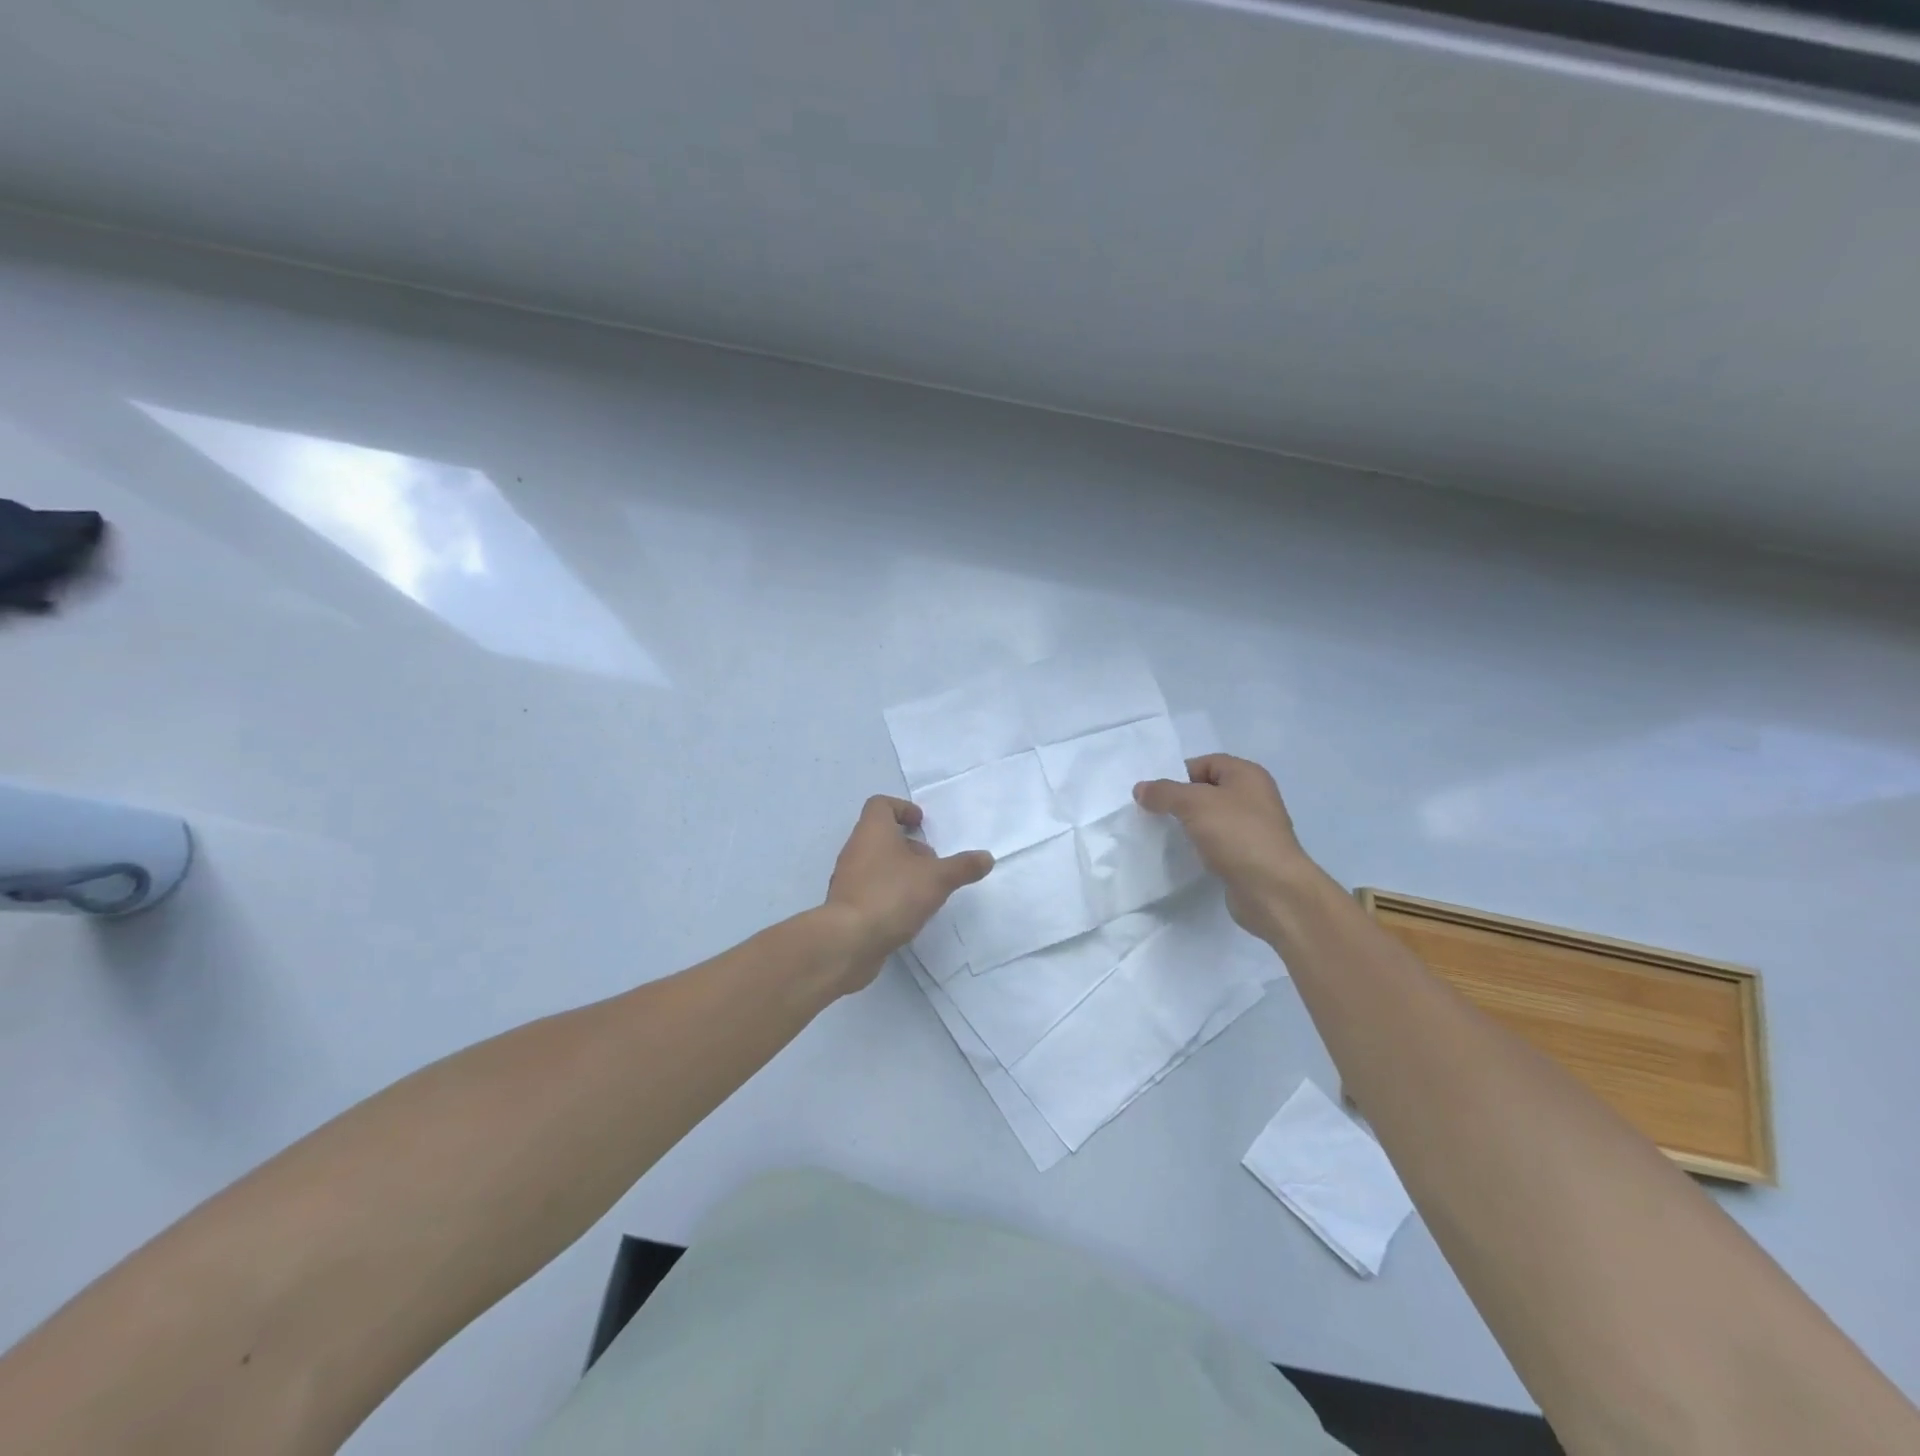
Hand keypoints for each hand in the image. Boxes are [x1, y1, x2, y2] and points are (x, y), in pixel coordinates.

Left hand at [821, 796, 992, 987]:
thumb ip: (963, 867)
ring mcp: (848, 878)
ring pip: (876, 863)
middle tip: (931, 861)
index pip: (881, 804)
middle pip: (880, 835)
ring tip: (925, 889)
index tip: (921, 823)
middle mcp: (856, 848)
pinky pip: (870, 888)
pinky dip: (889, 892)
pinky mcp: (846, 905)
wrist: (849, 941)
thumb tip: (987, 857)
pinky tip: (908, 912)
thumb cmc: (892, 895)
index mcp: (873, 831)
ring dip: (900, 870)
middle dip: (908, 844)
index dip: (902, 808)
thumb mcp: (937, 878)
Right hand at [1134, 754, 1312, 940]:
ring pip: (1210, 818)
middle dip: (1179, 800)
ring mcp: (1252, 828)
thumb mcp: (1194, 804)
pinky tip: (1183, 855)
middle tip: (1153, 814)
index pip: (1205, 763)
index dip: (1178, 774)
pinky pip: (1216, 843)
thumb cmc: (1237, 834)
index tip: (1154, 794)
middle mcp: (1253, 797)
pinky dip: (1199, 846)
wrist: (1273, 890)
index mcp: (1247, 775)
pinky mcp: (1247, 856)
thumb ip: (1164, 792)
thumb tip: (1140, 789)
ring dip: (1187, 825)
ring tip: (1163, 835)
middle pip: (1206, 790)